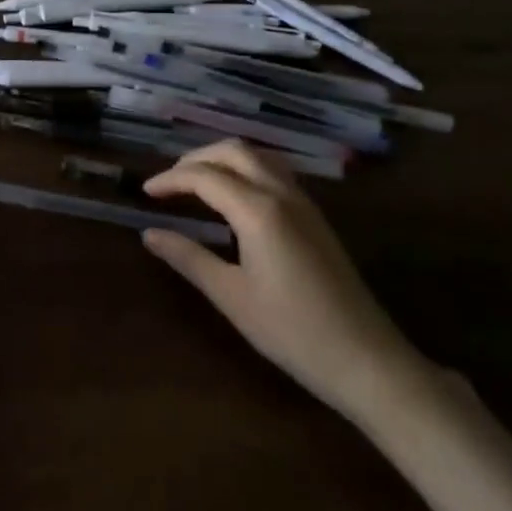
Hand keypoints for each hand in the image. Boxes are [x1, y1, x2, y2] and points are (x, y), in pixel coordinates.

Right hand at [142, 140, 426, 421]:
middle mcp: (282, 193)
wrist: (366, 359)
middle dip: (196, 158)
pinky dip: (245, 168)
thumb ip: (188, 258)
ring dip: (223, 158)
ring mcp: (304, 202)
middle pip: (233, 151)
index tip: (145, 192)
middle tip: (169, 182)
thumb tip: (150, 234)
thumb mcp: (231, 296)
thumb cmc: (292, 332)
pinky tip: (234, 196)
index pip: (205, 176)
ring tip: (197, 181)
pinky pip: (274, 171)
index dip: (171, 179)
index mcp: (258, 210)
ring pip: (258, 156)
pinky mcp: (315, 216)